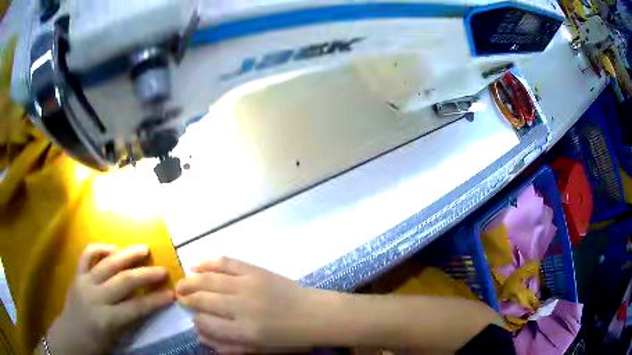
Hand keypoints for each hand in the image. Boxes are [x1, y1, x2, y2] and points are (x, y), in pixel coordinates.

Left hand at [46, 245, 174, 354]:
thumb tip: (145, 305)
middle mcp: (95, 297)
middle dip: (146, 275)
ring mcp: (84, 282)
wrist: (71, 337)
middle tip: (163, 270)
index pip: (136, 307)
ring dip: (127, 255)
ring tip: (143, 248)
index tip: (172, 294)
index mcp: (106, 319)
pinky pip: (87, 256)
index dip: (155, 300)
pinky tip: (111, 248)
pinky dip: (99, 248)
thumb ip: (129, 321)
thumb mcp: (116, 339)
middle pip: (124, 281)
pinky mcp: (76, 275)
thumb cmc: (96, 345)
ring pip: (107, 264)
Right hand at [177, 257, 322, 351]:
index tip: (194, 318)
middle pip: (203, 299)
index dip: (195, 320)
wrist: (314, 314)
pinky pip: (226, 263)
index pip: (205, 323)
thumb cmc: (287, 337)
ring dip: (190, 281)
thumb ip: (228, 346)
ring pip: (209, 280)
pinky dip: (208, 263)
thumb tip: (200, 334)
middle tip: (179, 297)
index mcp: (244, 331)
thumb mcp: (259, 350)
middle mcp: (242, 307)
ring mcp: (248, 285)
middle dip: (186, 298)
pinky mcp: (255, 271)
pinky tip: (196, 265)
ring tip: (181, 283)